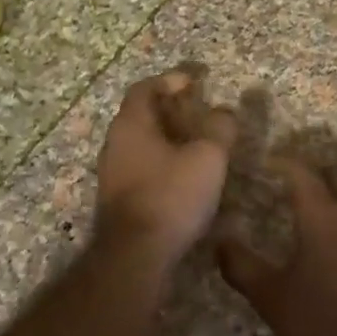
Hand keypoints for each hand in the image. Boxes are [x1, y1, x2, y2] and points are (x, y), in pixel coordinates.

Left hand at [94, 72, 237, 265]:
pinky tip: (184, 177)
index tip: (193, 82)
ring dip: (167, 138)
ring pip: (141, 143)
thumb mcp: (207, 157)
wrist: (135, 255)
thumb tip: (223, 111)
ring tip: (197, 145)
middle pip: (141, 115)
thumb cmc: (171, 196)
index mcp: (131, 124)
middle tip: (198, 113)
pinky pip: (141, 167)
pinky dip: (162, 162)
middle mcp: (115, 143)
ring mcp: (113, 173)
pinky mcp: (118, 199)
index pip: (144, 88)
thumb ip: (219, 128)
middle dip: (170, 110)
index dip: (168, 80)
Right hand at [216, 160, 336, 335]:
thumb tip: (219, 240)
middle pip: (335, 180)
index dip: (282, 162)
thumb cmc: (327, 323)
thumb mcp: (273, 299)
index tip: (267, 162)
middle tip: (291, 189)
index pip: (301, 172)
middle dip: (313, 179)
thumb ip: (242, 267)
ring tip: (319, 224)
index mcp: (323, 215)